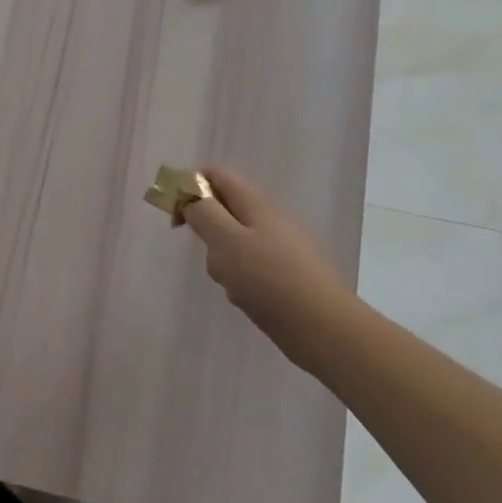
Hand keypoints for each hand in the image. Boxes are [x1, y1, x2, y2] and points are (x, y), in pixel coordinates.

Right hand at [180, 168, 356, 370]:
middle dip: (205, 229)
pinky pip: (250, 266)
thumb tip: (191, 197)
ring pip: (235, 241)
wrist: (325, 328)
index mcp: (255, 203)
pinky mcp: (285, 274)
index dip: (190, 186)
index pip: (216, 174)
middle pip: (224, 208)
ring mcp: (280, 247)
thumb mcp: (226, 242)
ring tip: (230, 283)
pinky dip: (240, 278)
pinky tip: (247, 298)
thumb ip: (203, 213)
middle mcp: (269, 218)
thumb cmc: (269, 279)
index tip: (176, 217)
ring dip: (222, 259)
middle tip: (206, 254)